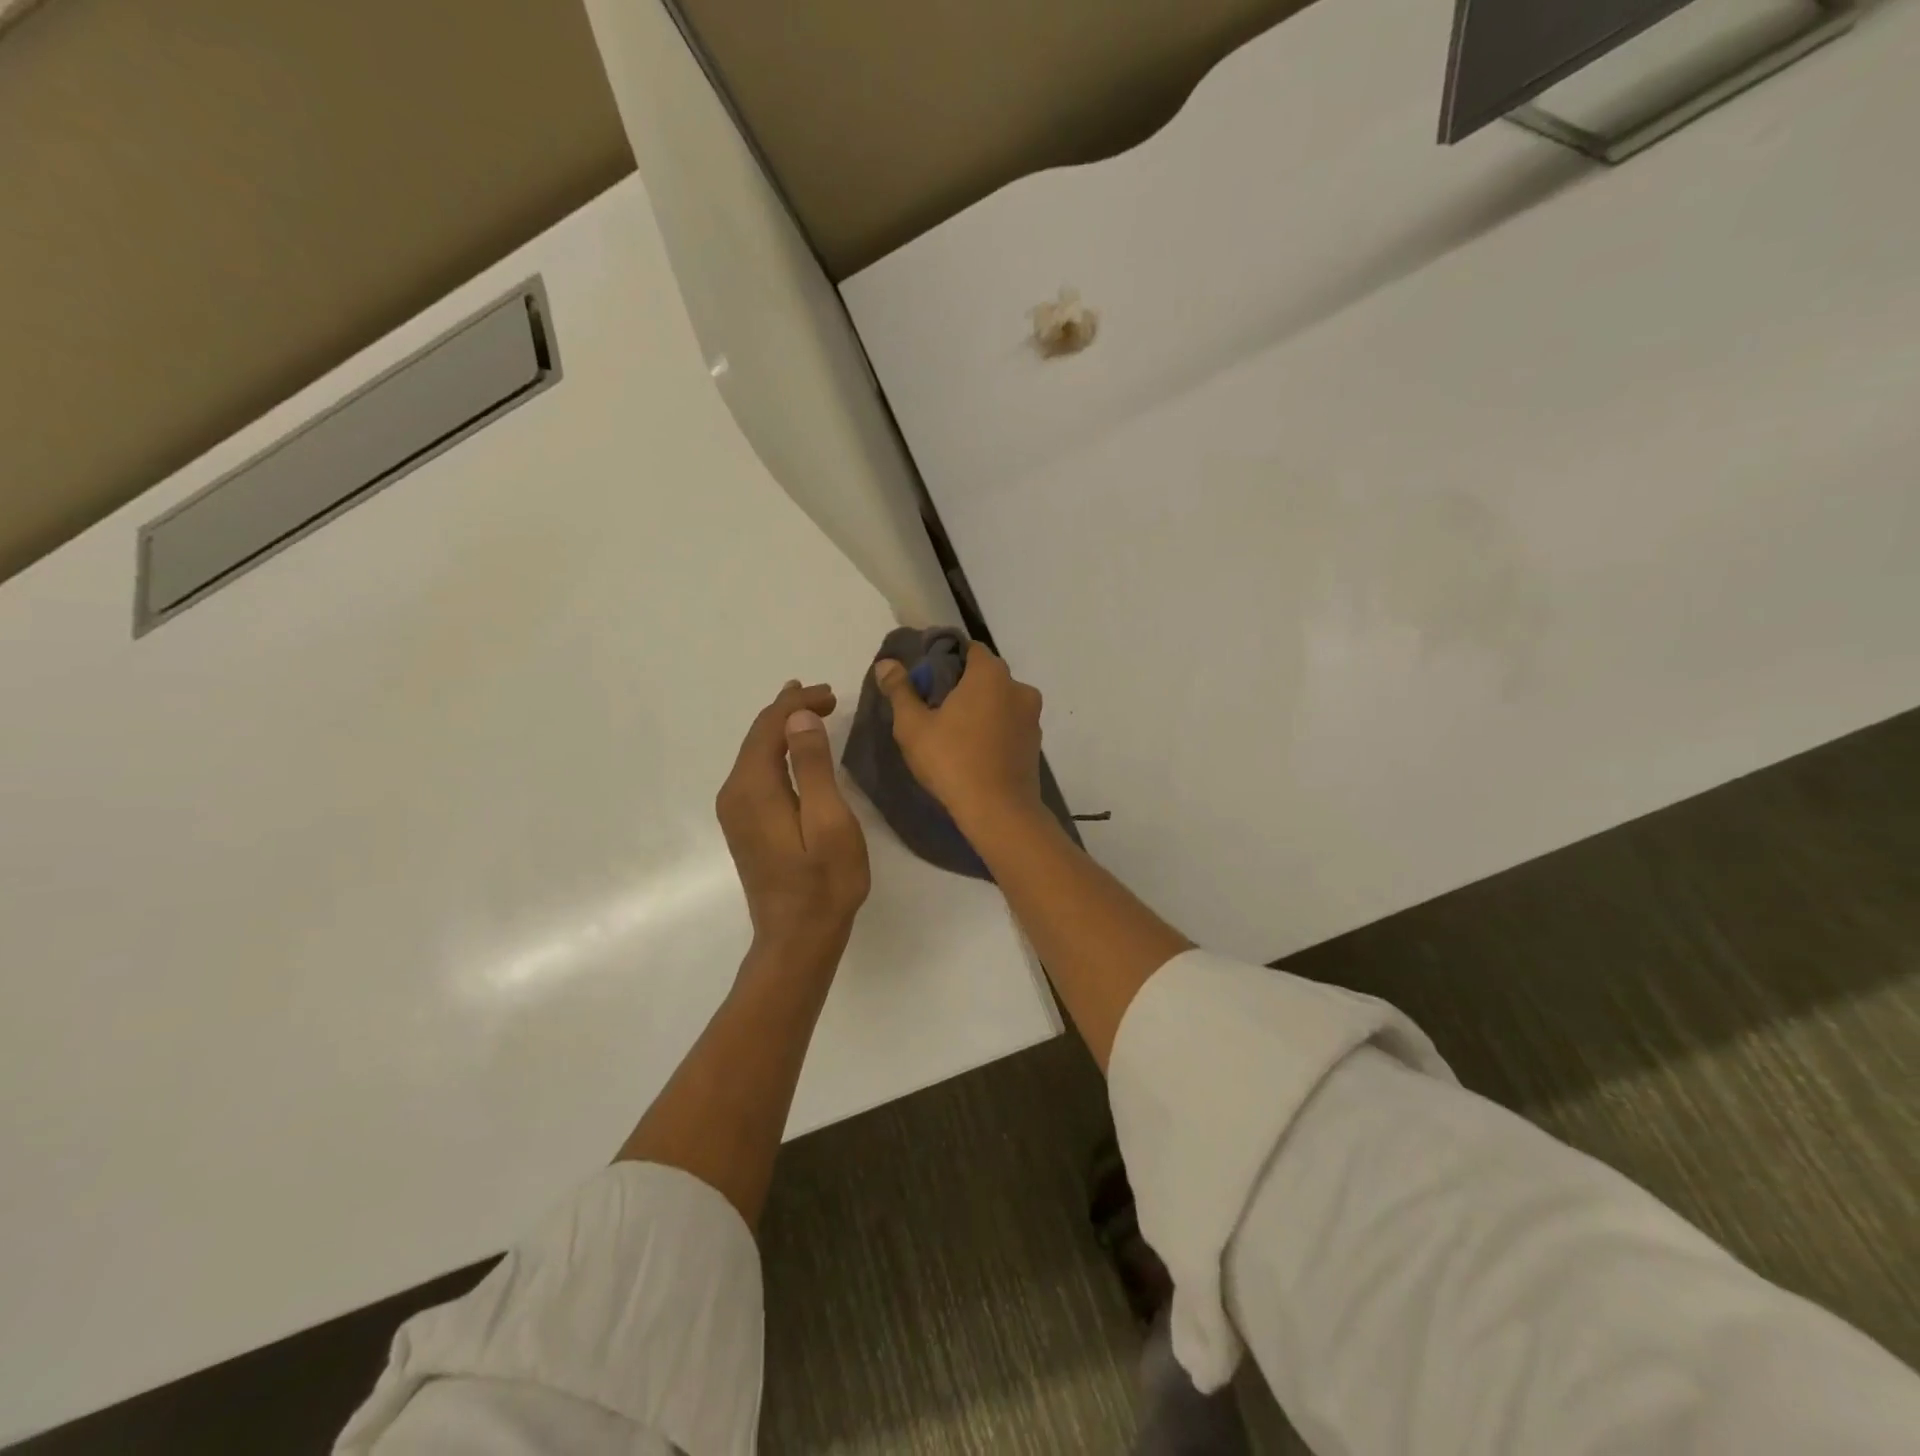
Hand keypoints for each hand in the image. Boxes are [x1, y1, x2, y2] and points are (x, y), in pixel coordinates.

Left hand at [715, 681, 869, 947]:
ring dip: (781, 729)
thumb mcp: (830, 822)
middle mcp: (735, 794)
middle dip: (789, 711)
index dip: (798, 704)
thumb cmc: (824, 883)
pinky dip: (776, 752)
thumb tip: (799, 718)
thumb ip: (814, 767)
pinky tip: (791, 749)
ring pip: (755, 754)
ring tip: (808, 709)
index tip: (832, 695)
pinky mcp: (744, 825)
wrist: (797, 938)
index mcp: (754, 788)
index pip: (770, 727)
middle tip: (824, 695)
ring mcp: (735, 811)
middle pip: (758, 737)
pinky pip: (756, 772)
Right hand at [873, 643, 1045, 833]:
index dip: (944, 658)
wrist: (999, 812)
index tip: (924, 679)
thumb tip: (886, 663)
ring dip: (979, 708)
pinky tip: (973, 749)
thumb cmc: (952, 762)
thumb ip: (900, 690)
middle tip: (932, 707)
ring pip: (999, 701)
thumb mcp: (913, 726)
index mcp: (991, 674)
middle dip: (960, 685)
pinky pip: (1009, 724)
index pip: (967, 649)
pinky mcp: (1035, 743)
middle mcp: (1019, 687)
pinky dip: (993, 729)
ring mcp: (1032, 717)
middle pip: (984, 675)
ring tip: (952, 732)